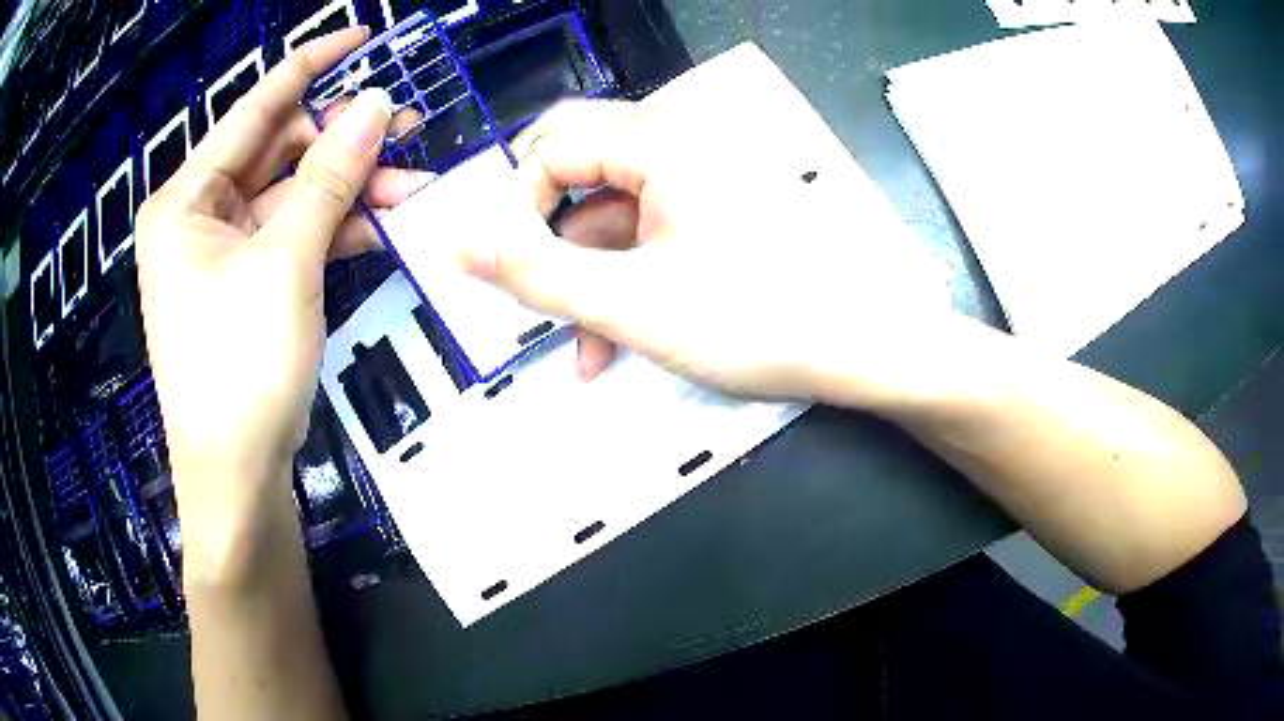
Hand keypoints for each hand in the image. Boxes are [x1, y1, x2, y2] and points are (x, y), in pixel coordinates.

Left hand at [134, 29, 425, 581]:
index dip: (311, 66)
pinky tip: (382, 221)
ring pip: (293, 196)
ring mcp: (221, 253)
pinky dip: (334, 228)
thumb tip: (377, 105)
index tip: (363, 36)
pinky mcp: (245, 285)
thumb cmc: (240, 368)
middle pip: (277, 153)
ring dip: (349, 189)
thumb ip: (329, 176)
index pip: (254, 110)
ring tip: (413, 183)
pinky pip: (293, 236)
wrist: (237, 478)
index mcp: (184, 199)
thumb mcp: (286, 263)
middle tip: (409, 127)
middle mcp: (197, 216)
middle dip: (343, 141)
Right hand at [462, 100, 955, 407]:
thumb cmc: (753, 321)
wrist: (858, 349)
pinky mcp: (713, 214)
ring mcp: (699, 181)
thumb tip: (454, 244)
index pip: (551, 147)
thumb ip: (534, 273)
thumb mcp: (629, 303)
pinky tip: (615, 340)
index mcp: (661, 142)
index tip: (516, 273)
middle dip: (551, 243)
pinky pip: (646, 234)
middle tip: (538, 296)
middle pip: (579, 174)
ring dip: (587, 277)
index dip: (518, 209)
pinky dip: (623, 279)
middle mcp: (679, 146)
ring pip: (611, 214)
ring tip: (582, 348)